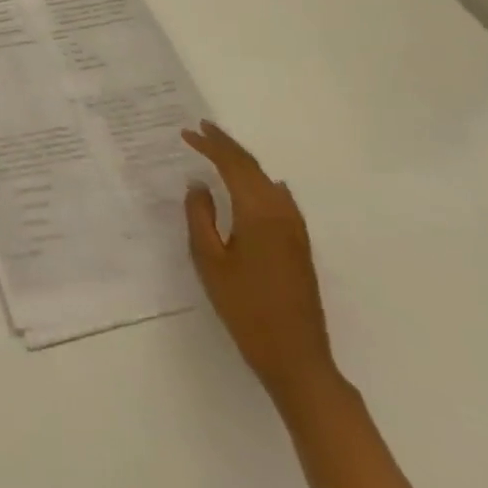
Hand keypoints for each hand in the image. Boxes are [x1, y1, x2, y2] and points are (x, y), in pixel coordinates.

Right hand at [183, 121, 337, 402]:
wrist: (296, 358)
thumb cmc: (245, 308)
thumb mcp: (209, 260)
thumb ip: (200, 216)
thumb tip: (199, 185)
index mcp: (258, 214)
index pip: (233, 166)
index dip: (210, 146)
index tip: (187, 132)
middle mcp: (282, 214)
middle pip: (254, 169)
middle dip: (227, 147)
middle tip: (201, 130)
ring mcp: (296, 231)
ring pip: (268, 182)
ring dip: (244, 163)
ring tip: (221, 151)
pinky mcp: (300, 246)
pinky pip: (279, 199)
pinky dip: (260, 182)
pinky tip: (256, 185)